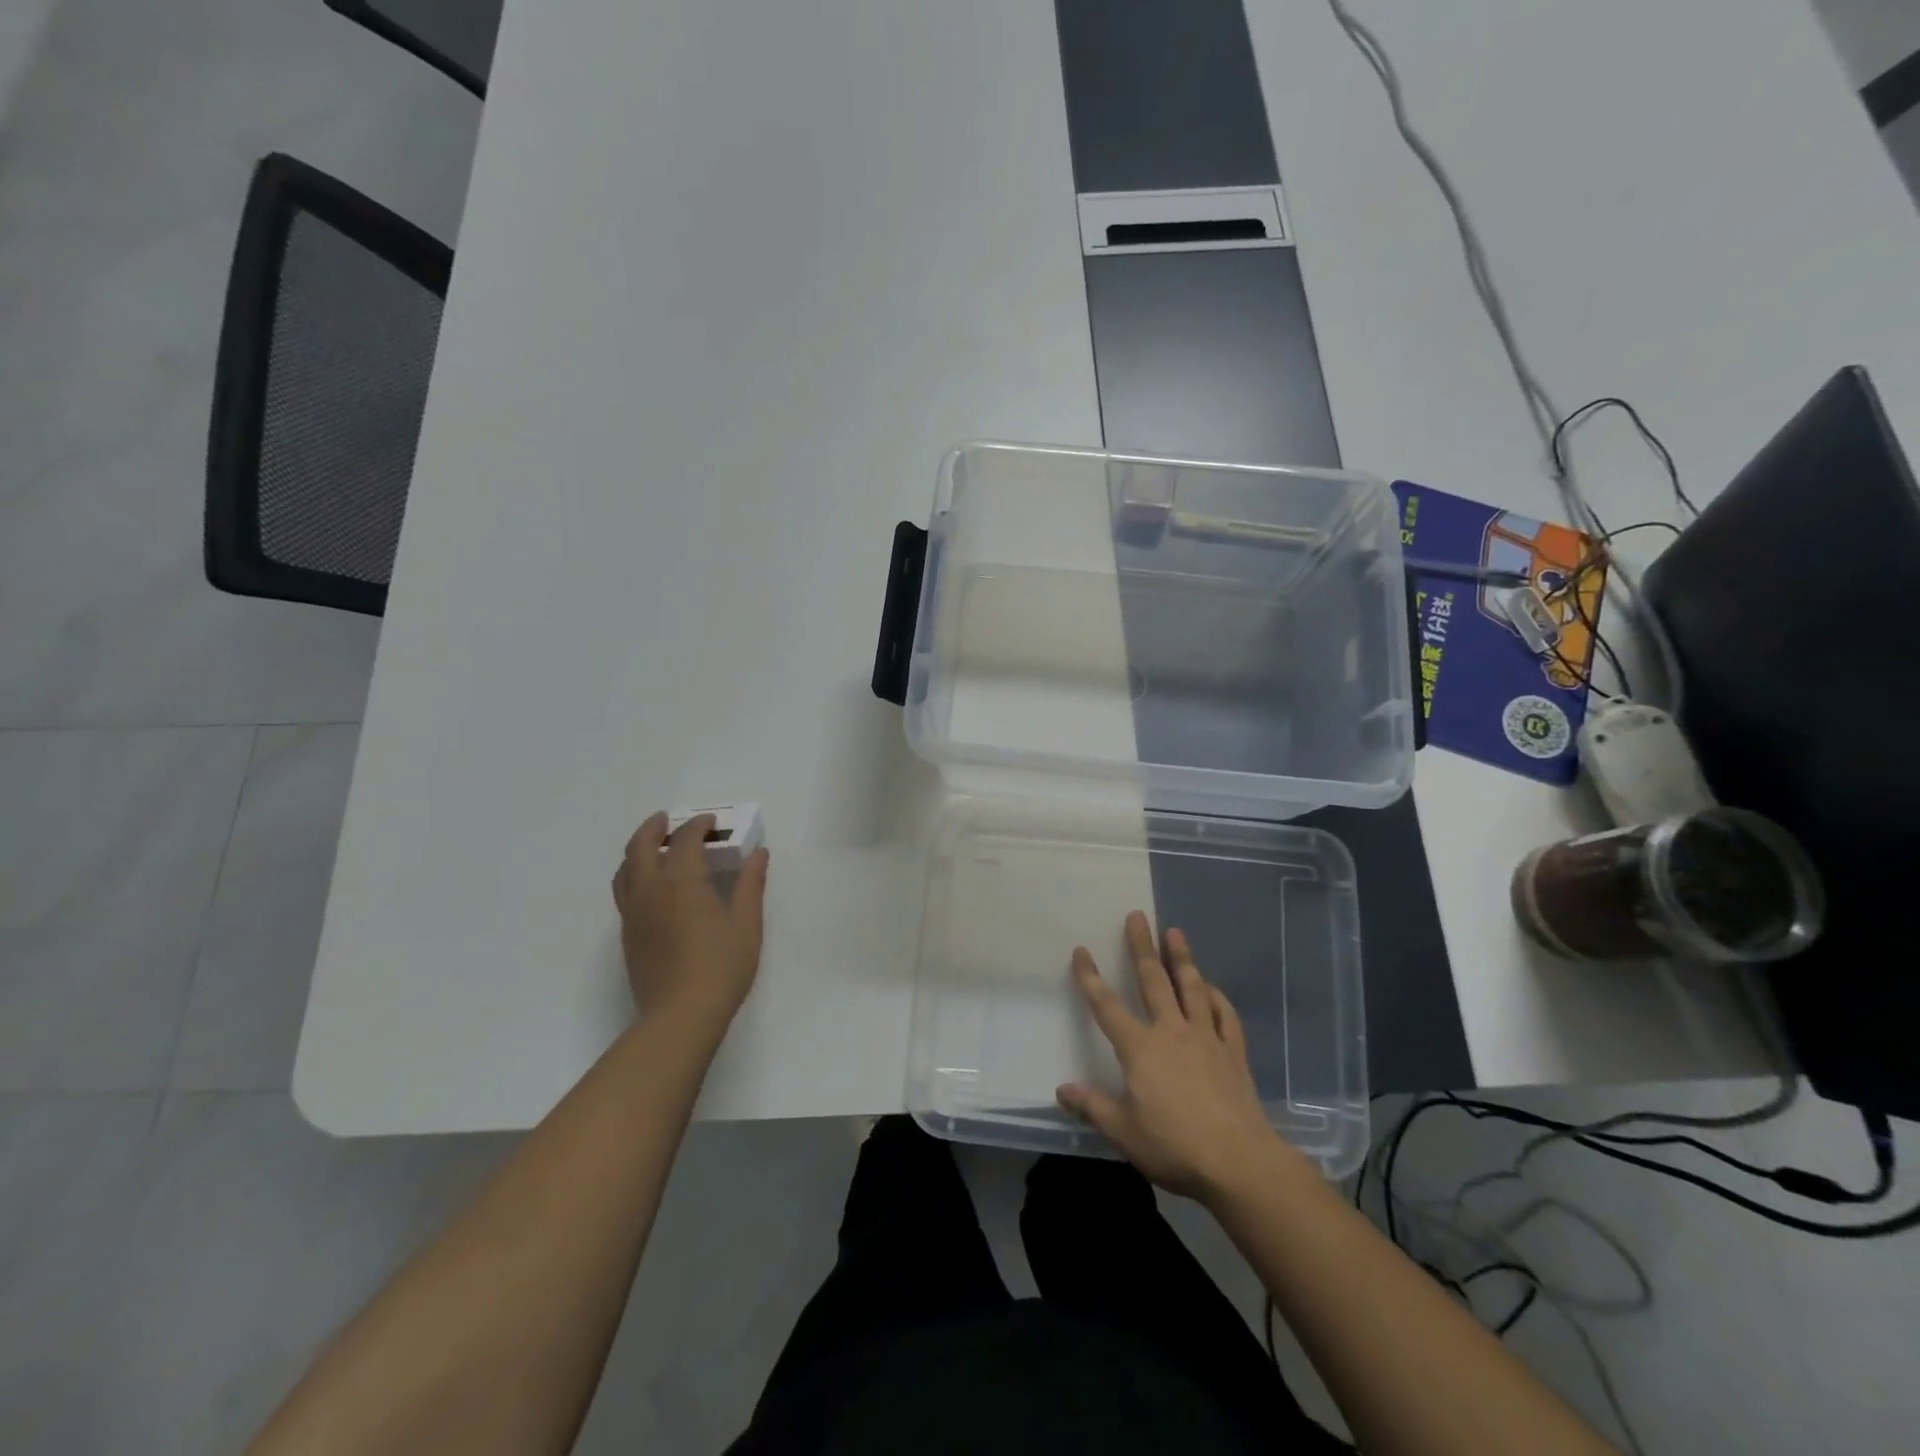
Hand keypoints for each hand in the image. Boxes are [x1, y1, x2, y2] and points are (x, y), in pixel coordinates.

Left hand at [611, 812, 769, 1030]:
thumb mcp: (747, 923)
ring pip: (625, 869)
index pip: (685, 840)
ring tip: (654, 847)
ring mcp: (634, 913)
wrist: (680, 1015)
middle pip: (640, 847)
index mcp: (682, 881)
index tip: (711, 822)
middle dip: (653, 828)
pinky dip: (634, 874)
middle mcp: (651, 890)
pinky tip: (651, 885)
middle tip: (667, 820)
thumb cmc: (721, 966)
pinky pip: (624, 891)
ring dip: (638, 850)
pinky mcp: (628, 935)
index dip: (698, 825)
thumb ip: (750, 884)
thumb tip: (758, 853)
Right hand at [1057, 911, 1286, 1202]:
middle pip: (1153, 981)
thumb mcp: (1124, 1132)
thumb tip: (1062, 1089)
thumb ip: (1092, 1107)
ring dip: (1181, 958)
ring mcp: (1206, 1038)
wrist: (1240, 1162)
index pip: (1107, 1006)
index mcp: (1140, 1049)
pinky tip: (1212, 989)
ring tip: (1175, 932)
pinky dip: (1217, 998)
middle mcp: (1171, 1032)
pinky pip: (1224, 1015)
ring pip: (1191, 988)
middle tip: (1137, 916)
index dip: (1091, 978)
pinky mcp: (1233, 1052)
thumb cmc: (1175, 1147)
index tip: (1081, 951)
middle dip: (1142, 946)